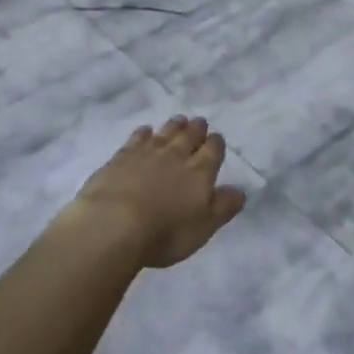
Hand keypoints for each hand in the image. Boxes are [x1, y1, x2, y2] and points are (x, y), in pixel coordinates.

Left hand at [60, 117, 245, 268]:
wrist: (113, 224)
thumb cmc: (165, 232)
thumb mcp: (203, 228)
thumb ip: (223, 207)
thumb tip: (240, 192)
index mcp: (200, 172)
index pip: (213, 151)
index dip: (216, 144)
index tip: (216, 139)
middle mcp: (176, 156)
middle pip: (190, 136)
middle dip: (196, 129)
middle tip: (199, 122)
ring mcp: (147, 153)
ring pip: (165, 132)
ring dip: (174, 126)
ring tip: (179, 120)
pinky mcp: (121, 156)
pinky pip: (137, 138)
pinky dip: (144, 133)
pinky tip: (145, 131)